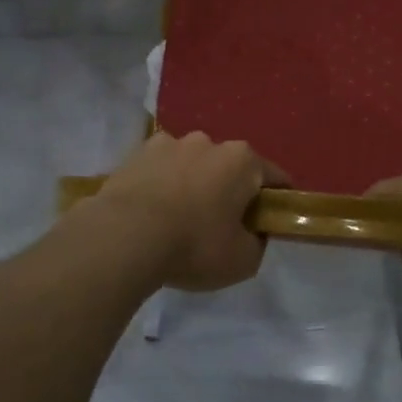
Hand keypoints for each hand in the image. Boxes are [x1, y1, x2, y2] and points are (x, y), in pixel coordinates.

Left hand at [92, 131, 286, 292]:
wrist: (124, 237)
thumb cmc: (194, 245)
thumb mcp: (243, 260)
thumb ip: (257, 242)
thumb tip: (252, 233)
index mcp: (242, 161)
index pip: (275, 178)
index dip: (277, 201)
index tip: (269, 222)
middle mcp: (209, 142)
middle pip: (230, 167)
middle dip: (230, 190)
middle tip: (221, 226)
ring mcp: (169, 143)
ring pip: (192, 164)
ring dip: (192, 183)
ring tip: (178, 218)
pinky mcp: (136, 153)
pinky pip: (159, 169)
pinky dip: (161, 184)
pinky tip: (151, 211)